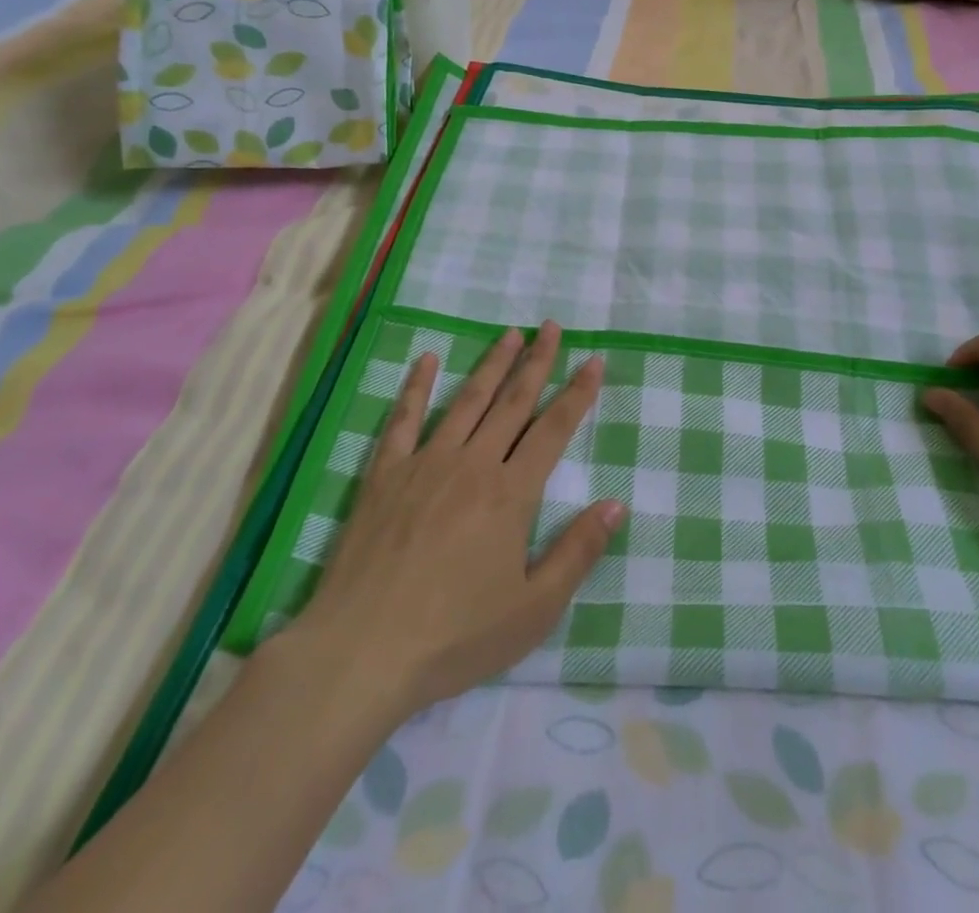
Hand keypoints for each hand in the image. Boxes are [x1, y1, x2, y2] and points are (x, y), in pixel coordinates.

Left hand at [284, 323, 624, 718]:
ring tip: (510, 333)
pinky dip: (416, 386)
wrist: (362, 652)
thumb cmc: (455, 636)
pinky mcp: (385, 475)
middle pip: (513, 401)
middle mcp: (473, 464)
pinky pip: (404, 420)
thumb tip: (616, 505)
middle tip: (551, 326)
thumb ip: (577, 552)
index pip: (554, 429)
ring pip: (467, 401)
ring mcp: (425, 464)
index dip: (578, 393)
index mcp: (511, 493)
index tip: (594, 360)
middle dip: (537, 361)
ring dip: (491, 364)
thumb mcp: (533, 609)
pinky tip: (426, 360)